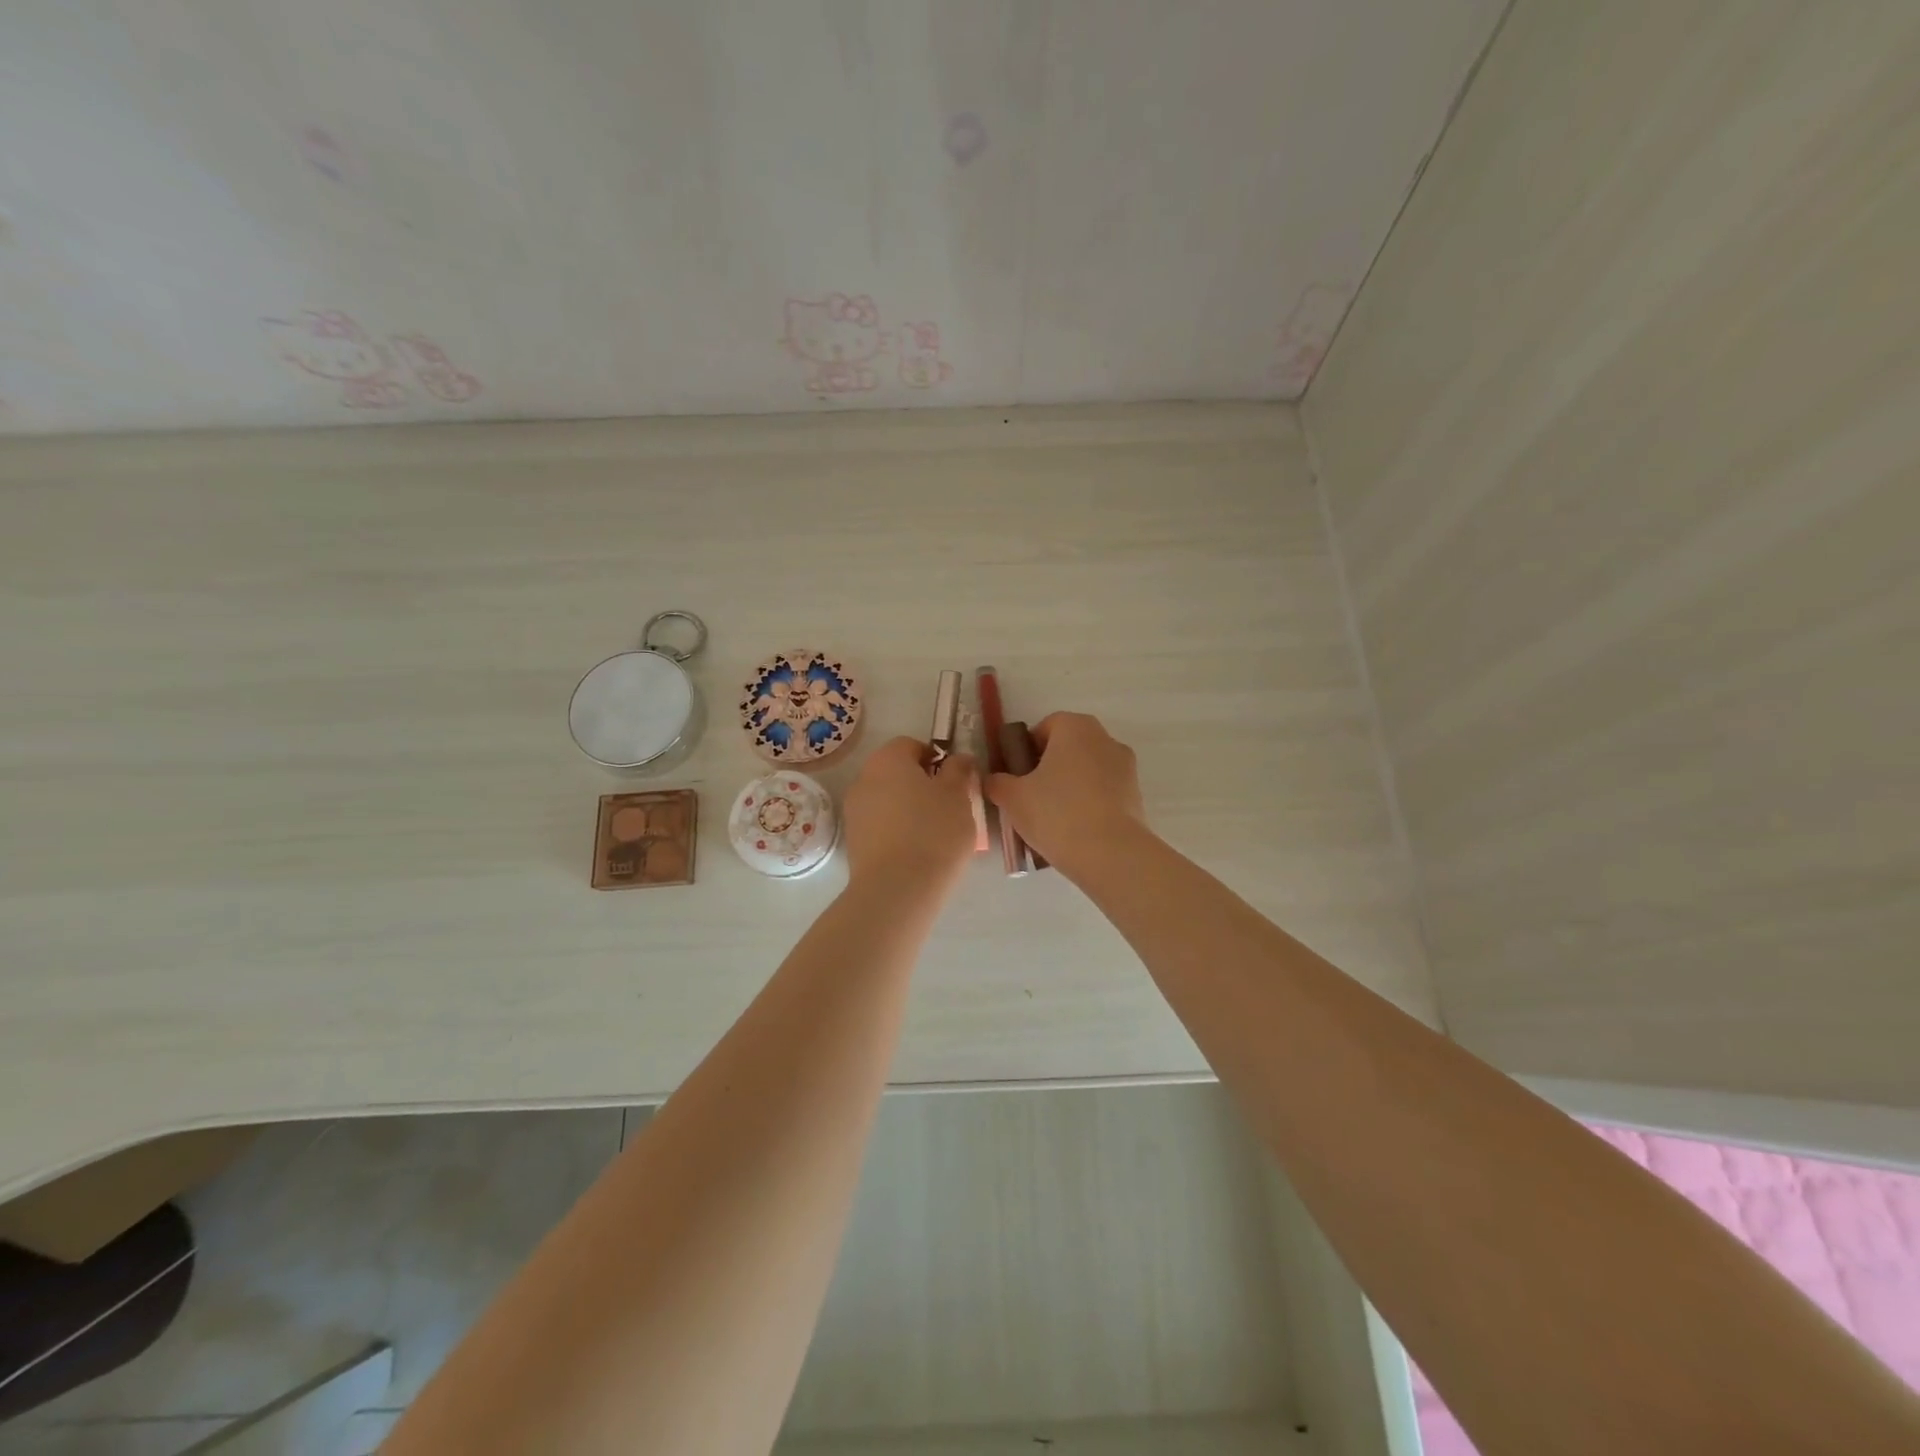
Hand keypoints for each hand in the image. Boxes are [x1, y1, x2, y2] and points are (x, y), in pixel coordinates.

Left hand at [841, 736, 979, 897]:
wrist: (897, 889)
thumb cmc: (934, 831)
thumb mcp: (958, 795)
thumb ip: (959, 770)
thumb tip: (958, 759)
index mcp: (887, 759)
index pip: (911, 745)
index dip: (935, 759)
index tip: (954, 781)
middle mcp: (864, 779)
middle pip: (896, 772)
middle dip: (921, 784)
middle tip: (948, 807)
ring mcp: (854, 811)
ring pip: (887, 800)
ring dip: (908, 808)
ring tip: (934, 833)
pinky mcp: (853, 842)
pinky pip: (880, 825)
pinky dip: (896, 830)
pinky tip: (916, 851)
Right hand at [985, 712, 1146, 877]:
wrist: (1110, 854)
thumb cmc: (1056, 814)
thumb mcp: (1013, 798)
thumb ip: (997, 782)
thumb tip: (995, 780)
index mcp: (1075, 728)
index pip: (1045, 727)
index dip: (1026, 750)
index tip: (1016, 776)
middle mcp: (1105, 739)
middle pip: (1068, 748)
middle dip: (1048, 769)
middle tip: (1029, 798)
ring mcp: (1126, 767)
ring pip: (1086, 771)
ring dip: (1069, 787)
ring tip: (1051, 820)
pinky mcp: (1136, 795)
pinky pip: (1103, 793)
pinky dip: (1089, 804)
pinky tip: (1074, 831)